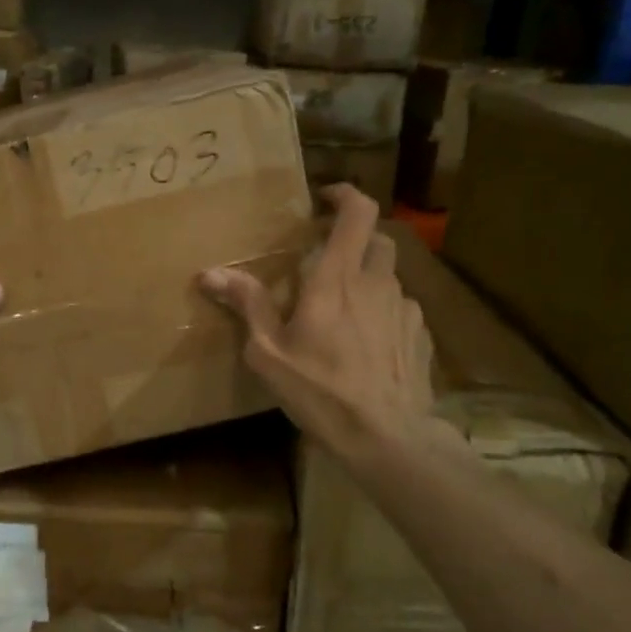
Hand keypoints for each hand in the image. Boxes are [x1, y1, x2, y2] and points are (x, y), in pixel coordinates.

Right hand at [200, 185, 435, 461]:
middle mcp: (378, 283)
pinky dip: (383, 312)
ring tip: (344, 310)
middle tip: (327, 259)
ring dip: (368, 279)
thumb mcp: (270, 352)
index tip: (325, 198)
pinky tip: (368, 343)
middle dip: (355, 239)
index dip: (345, 195)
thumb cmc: (320, 390)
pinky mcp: (420, 336)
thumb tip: (210, 273)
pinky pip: (400, 309)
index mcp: (338, 278)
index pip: (358, 212)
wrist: (387, 437)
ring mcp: (405, 309)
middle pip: (378, 239)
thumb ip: (247, 305)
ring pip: (389, 276)